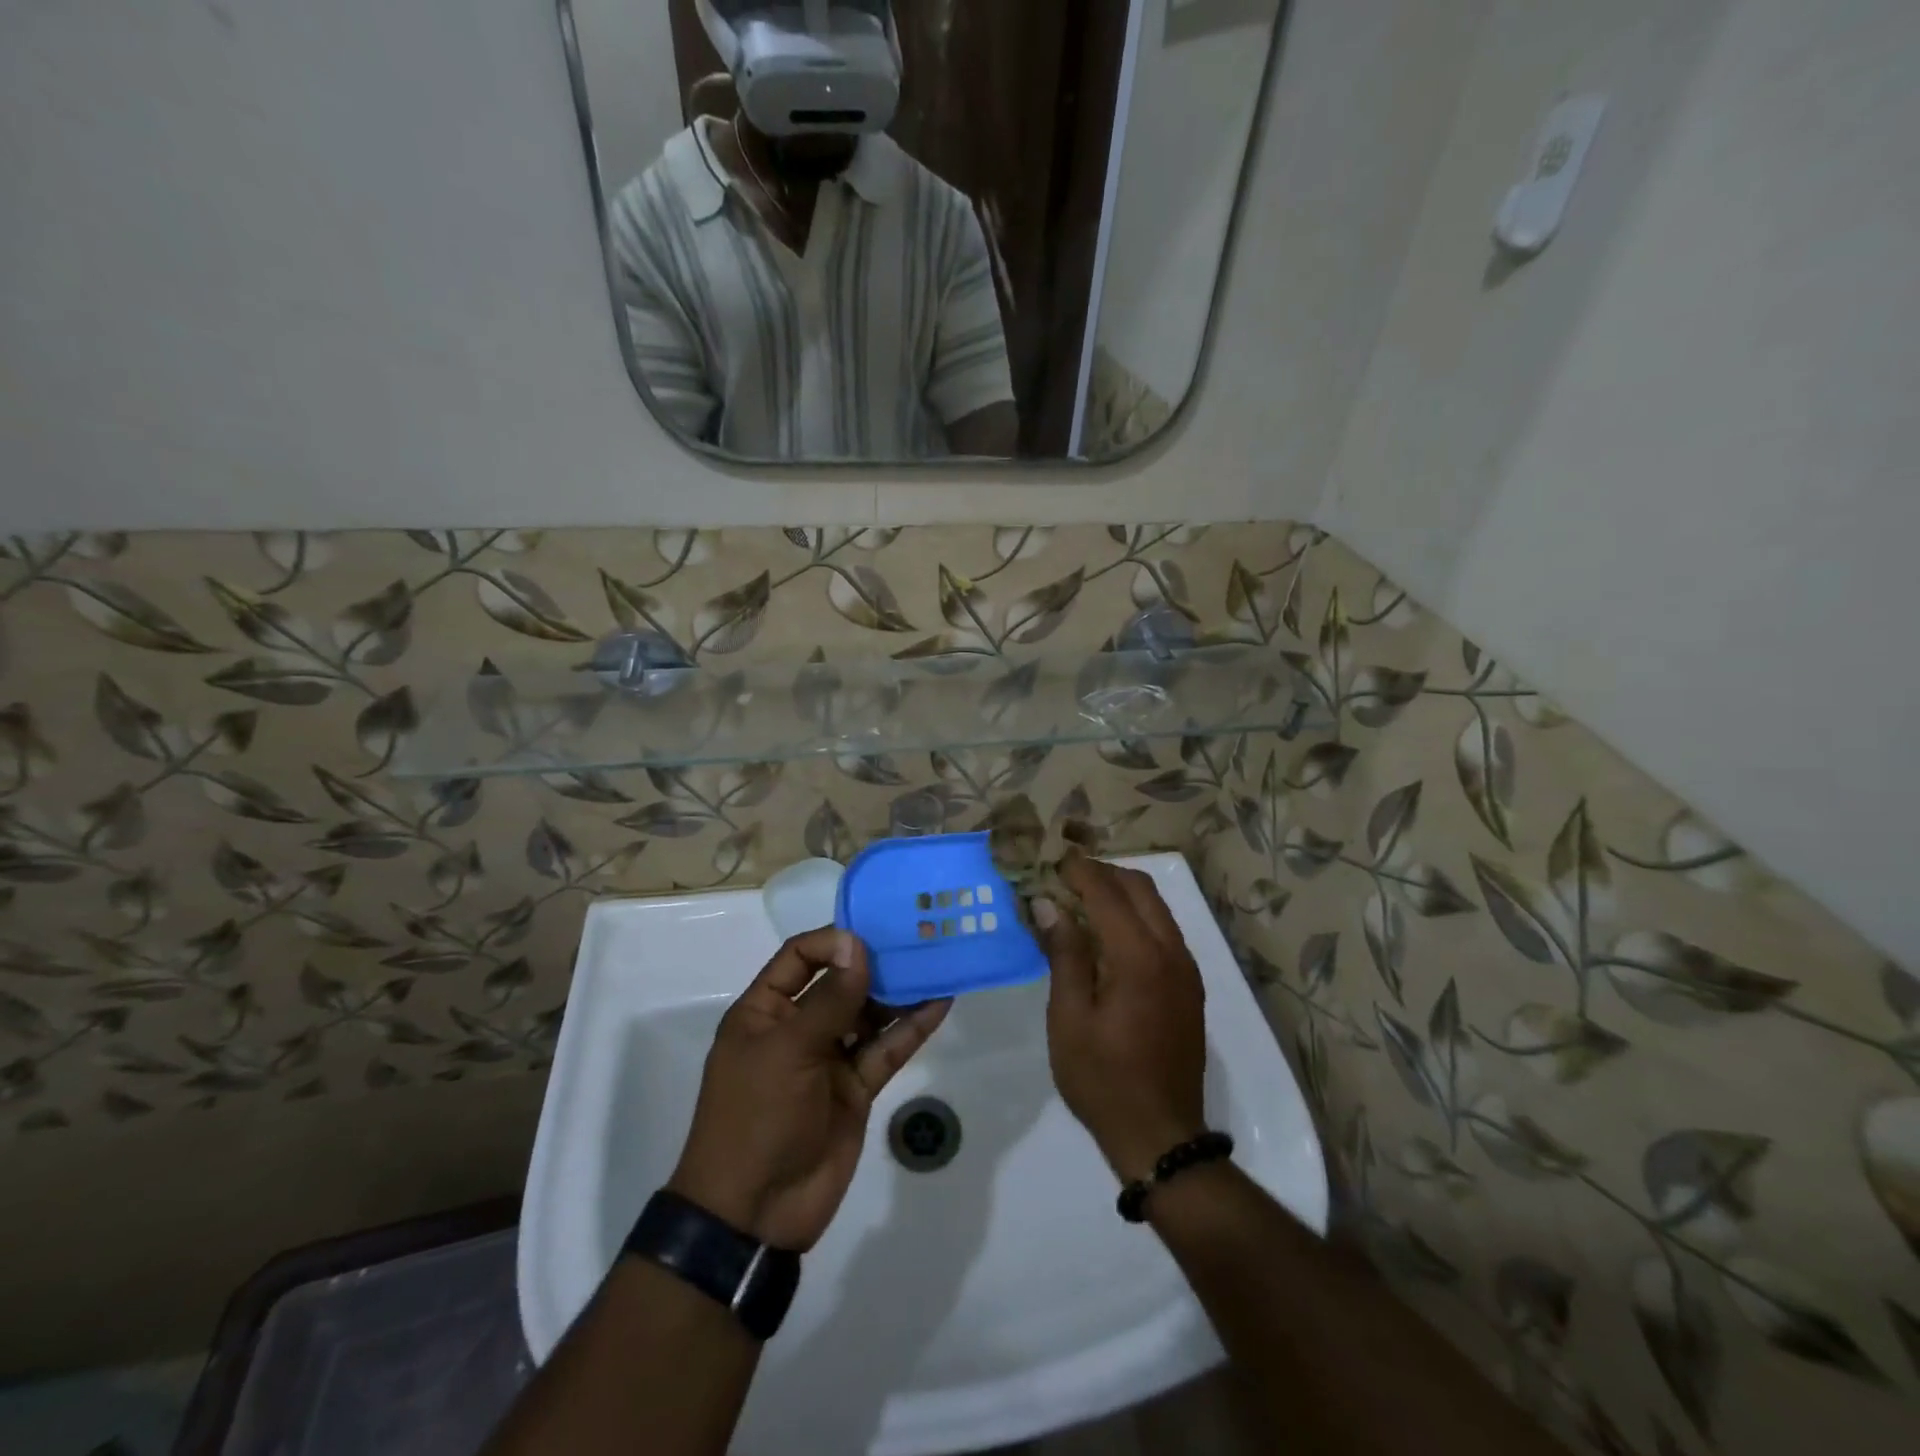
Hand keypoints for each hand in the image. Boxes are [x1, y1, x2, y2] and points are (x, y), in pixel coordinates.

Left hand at [668, 927, 951, 1251]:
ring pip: (869, 1014)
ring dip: (899, 992)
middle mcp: (797, 1027)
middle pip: (840, 982)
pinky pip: (886, 1050)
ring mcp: (829, 1059)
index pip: (799, 957)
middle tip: (917, 940)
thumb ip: (829, 999)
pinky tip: (940, 1003)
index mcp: (765, 1011)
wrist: (755, 1214)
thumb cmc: (757, 1117)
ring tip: (936, 964)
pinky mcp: (856, 1088)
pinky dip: (911, 1028)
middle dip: (875, 963)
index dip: (834, 941)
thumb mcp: (788, 1051)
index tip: (873, 935)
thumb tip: (856, 945)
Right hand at [1033, 857, 1207, 1183]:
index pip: (1107, 892)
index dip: (1076, 869)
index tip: (1048, 858)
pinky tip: (1106, 934)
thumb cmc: (1103, 1080)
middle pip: (1139, 887)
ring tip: (1079, 899)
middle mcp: (1171, 952)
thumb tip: (1049, 904)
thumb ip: (1064, 954)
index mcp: (1139, 958)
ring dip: (1119, 892)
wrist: (1162, 1136)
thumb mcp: (1069, 1019)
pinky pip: (1163, 930)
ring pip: (1155, 906)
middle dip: (1101, 872)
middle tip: (1061, 877)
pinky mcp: (1189, 985)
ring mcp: (1186, 968)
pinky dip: (1134, 916)